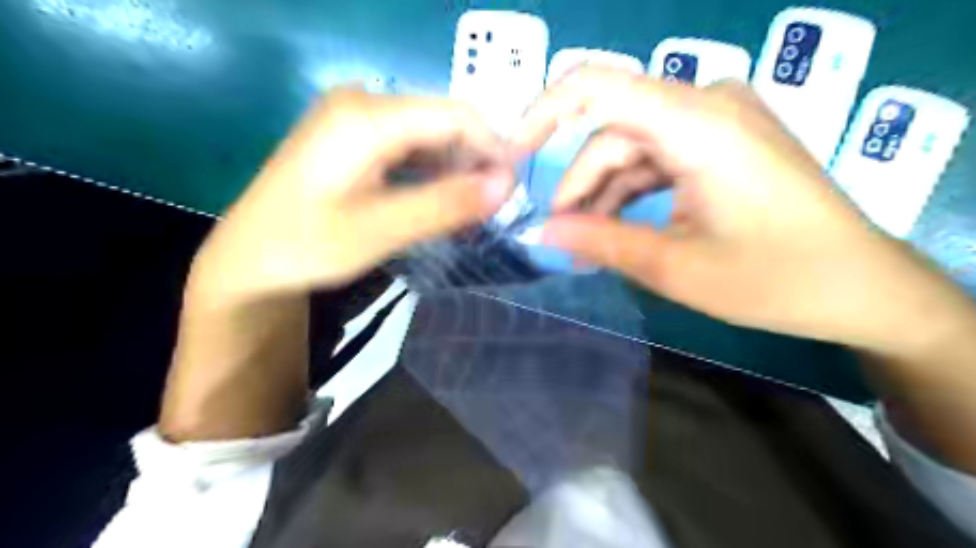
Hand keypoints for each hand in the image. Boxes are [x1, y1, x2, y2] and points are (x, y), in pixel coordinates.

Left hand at [187, 90, 512, 304]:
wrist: (249, 259)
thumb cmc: (307, 246)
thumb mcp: (381, 230)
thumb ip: (445, 205)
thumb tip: (507, 184)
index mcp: (366, 115)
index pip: (455, 114)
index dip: (493, 147)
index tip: (512, 191)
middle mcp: (363, 102)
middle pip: (442, 122)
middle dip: (474, 162)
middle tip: (491, 208)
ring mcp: (356, 118)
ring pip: (429, 136)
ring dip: (455, 170)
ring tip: (471, 209)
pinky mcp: (354, 138)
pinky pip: (410, 147)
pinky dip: (432, 173)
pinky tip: (440, 201)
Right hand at [513, 67, 970, 357]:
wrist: (861, 287)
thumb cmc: (775, 279)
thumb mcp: (676, 267)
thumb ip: (601, 243)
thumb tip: (541, 232)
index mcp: (698, 123)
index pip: (596, 86)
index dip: (542, 114)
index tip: (511, 156)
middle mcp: (706, 105)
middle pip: (613, 133)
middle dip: (579, 186)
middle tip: (560, 238)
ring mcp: (717, 121)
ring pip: (633, 149)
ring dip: (604, 195)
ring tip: (587, 245)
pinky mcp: (722, 142)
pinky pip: (658, 159)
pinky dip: (632, 194)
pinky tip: (617, 229)